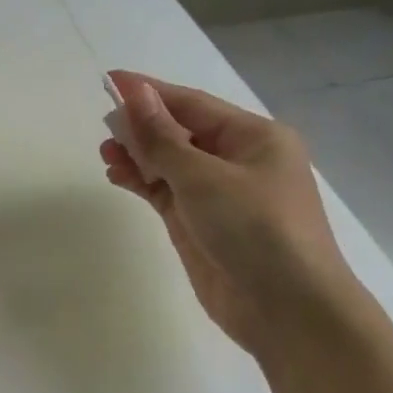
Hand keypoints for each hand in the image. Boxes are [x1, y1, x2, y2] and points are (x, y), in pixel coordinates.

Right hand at [99, 71, 353, 354]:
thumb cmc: (255, 230)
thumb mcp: (204, 177)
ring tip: (106, 154)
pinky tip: (118, 176)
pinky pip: (166, 192)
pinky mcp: (202, 225)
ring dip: (138, 156)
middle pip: (179, 132)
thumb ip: (162, 137)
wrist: (288, 312)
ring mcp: (219, 195)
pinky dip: (143, 182)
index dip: (149, 91)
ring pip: (170, 163)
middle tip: (104, 127)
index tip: (110, 80)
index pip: (191, 104)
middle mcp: (238, 160)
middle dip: (142, 127)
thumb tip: (135, 93)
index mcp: (253, 137)